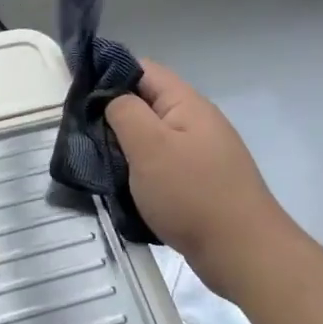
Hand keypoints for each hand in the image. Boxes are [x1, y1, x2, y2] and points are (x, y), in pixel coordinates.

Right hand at [105, 60, 293, 299]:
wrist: (244, 254)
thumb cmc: (192, 194)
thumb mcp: (149, 146)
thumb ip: (124, 112)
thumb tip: (111, 98)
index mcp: (186, 103)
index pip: (142, 69)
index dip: (109, 74)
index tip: (77, 96)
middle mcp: (196, 121)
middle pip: (146, 103)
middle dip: (113, 116)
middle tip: (82, 135)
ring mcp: (201, 153)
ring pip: (152, 137)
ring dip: (125, 148)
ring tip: (98, 163)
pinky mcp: (200, 182)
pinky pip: (162, 165)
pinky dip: (141, 172)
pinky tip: (125, 188)